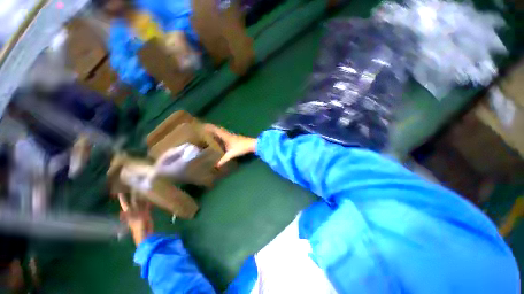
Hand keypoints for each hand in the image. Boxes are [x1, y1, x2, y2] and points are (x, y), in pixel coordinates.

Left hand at [118, 193, 152, 245]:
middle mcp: (134, 211)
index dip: (122, 198)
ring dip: (142, 197)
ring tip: (143, 189)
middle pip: (133, 201)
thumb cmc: (138, 229)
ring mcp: (140, 212)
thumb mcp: (133, 222)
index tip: (120, 190)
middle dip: (133, 194)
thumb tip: (121, 211)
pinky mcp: (147, 214)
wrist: (146, 235)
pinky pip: (147, 206)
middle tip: (135, 185)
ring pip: (140, 202)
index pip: (125, 203)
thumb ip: (129, 216)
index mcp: (129, 213)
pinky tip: (150, 197)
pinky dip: (148, 201)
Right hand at [204, 124, 256, 167]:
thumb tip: (216, 166)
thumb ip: (224, 160)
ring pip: (223, 132)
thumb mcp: (231, 154)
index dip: (209, 127)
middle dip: (212, 129)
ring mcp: (232, 135)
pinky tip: (221, 139)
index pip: (216, 129)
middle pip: (219, 129)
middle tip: (205, 129)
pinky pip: (226, 134)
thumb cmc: (241, 147)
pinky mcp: (235, 138)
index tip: (203, 125)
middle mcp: (228, 134)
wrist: (252, 144)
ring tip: (211, 133)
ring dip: (217, 131)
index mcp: (225, 136)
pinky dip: (222, 135)